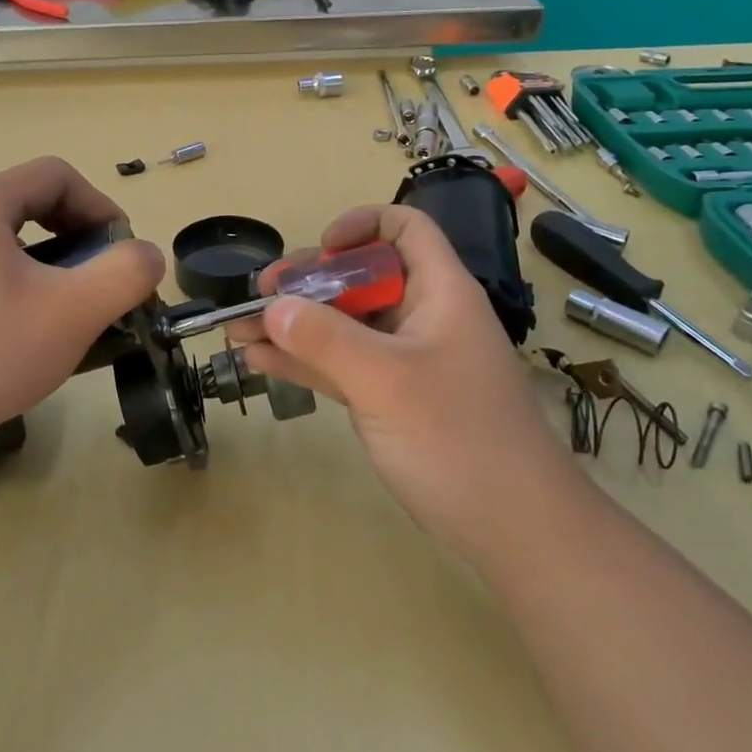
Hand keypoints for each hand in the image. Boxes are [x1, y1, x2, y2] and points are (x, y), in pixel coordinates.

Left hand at [0, 158, 163, 450]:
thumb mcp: (73, 313)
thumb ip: (125, 274)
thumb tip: (148, 255)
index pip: (57, 176)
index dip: (101, 206)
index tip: (120, 253)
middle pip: (31, 204)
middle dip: (78, 237)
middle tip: (99, 283)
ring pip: (6, 241)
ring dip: (50, 265)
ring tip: (67, 311)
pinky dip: (16, 285)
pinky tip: (24, 332)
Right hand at [231, 206, 554, 567]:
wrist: (512, 527)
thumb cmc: (457, 438)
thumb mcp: (386, 380)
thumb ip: (326, 339)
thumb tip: (273, 306)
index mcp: (439, 292)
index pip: (406, 229)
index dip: (362, 225)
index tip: (320, 249)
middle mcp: (422, 318)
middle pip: (361, 278)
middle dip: (307, 282)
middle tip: (258, 295)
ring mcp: (406, 361)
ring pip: (345, 325)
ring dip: (295, 325)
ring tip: (239, 329)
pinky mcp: (393, 400)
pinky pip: (343, 366)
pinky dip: (306, 362)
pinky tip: (260, 362)